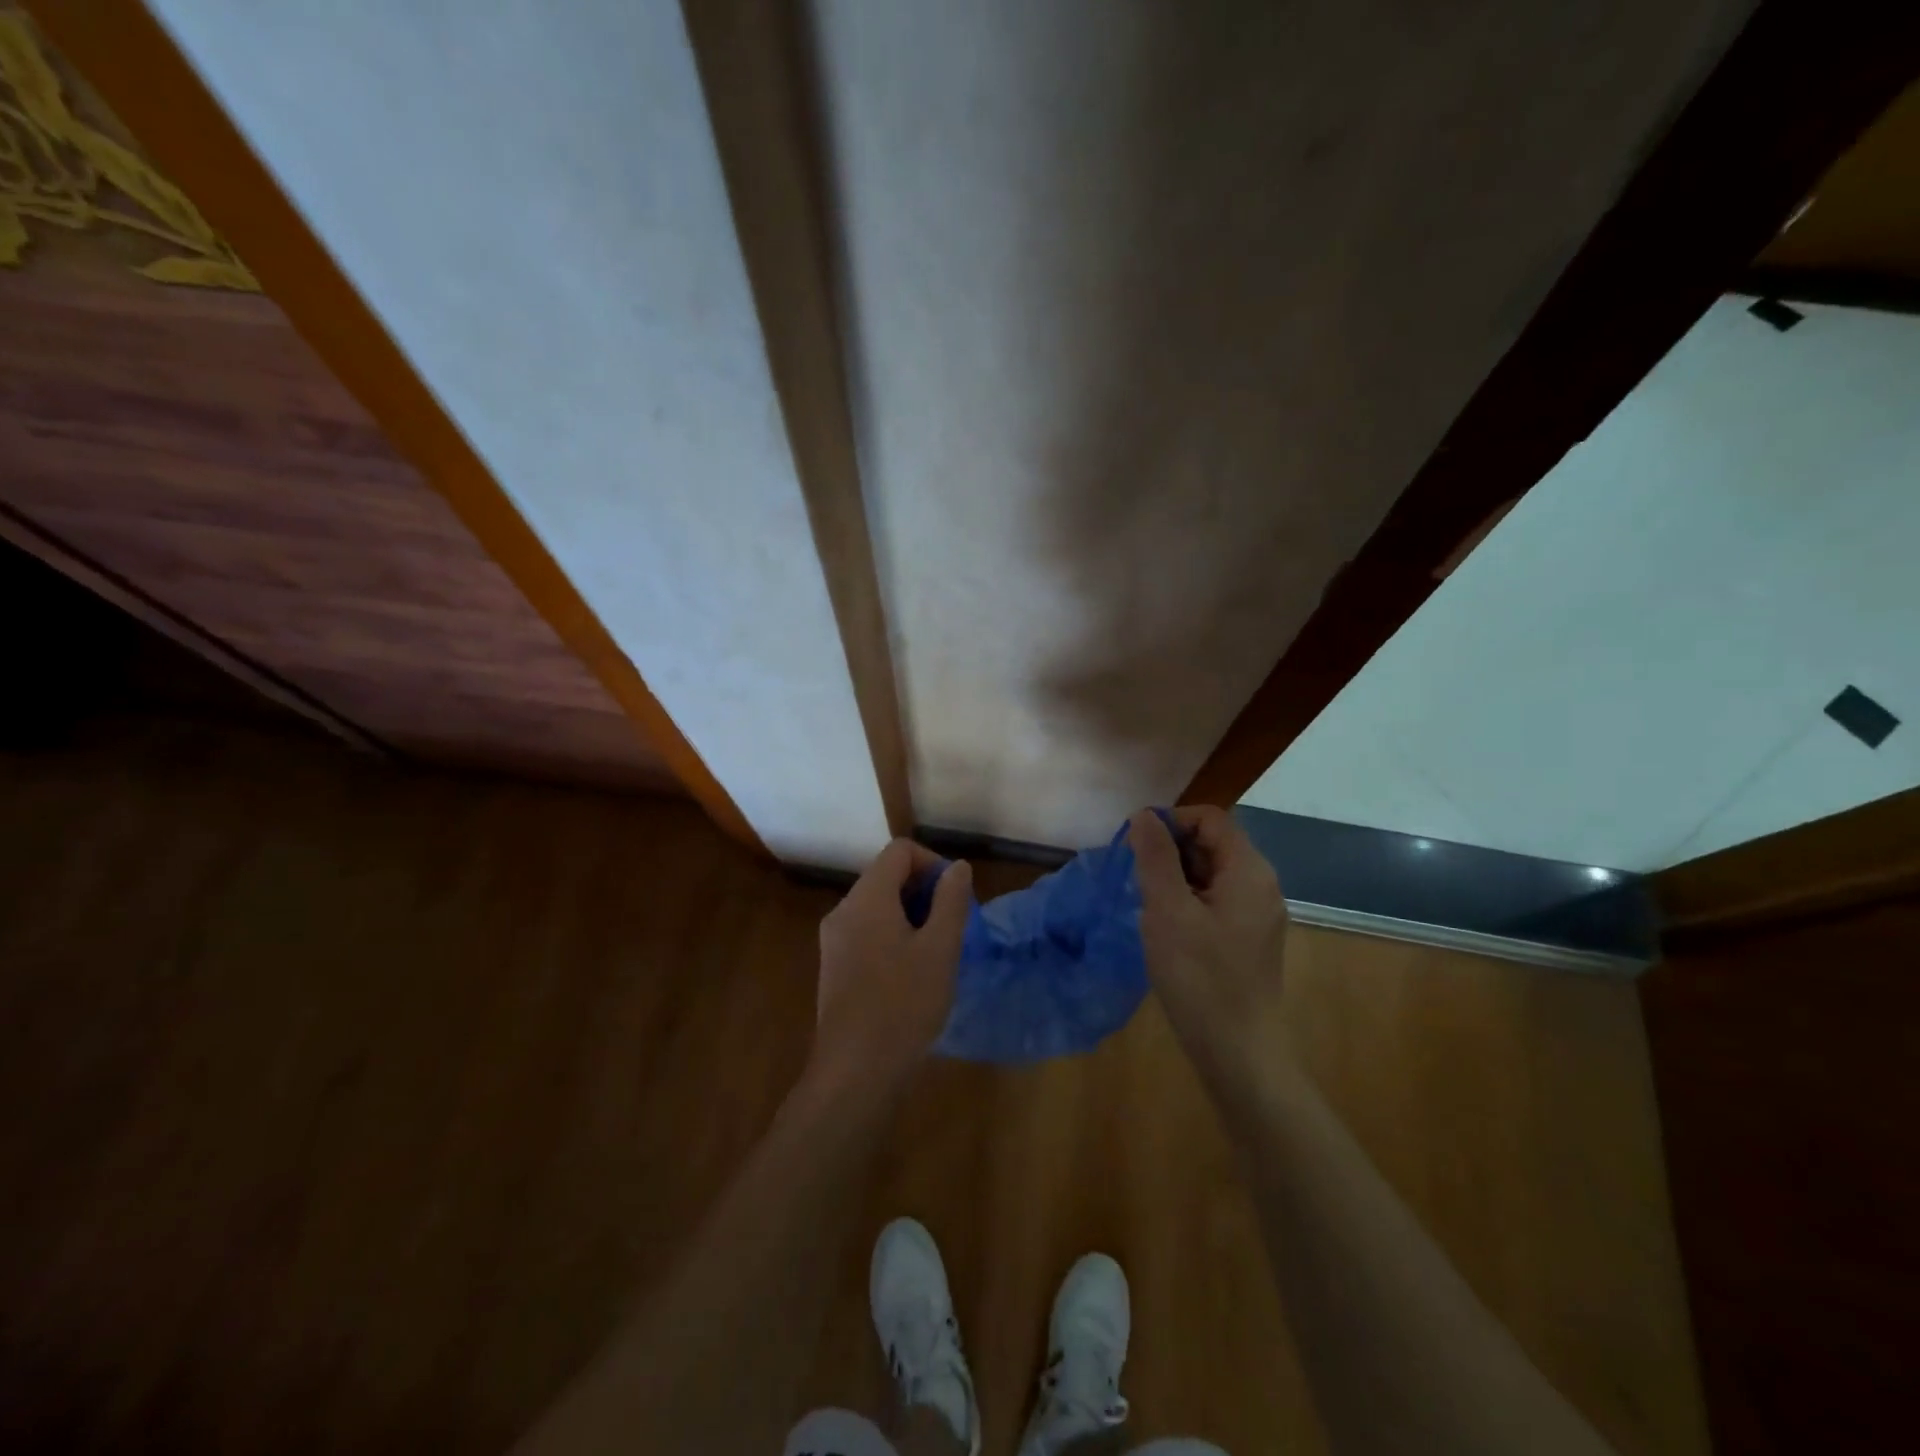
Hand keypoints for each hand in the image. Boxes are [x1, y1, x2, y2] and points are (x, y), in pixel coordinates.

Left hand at [810, 839, 972, 1099]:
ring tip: (938, 951)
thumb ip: (951, 901)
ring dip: (912, 916)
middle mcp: (843, 910)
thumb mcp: (940, 949)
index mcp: (867, 898)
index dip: (933, 863)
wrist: (855, 1071)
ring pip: (878, 906)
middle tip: (953, 927)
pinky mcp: (834, 967)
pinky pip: (867, 932)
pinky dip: (894, 936)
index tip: (955, 897)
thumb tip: (957, 867)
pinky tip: (913, 972)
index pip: (900, 851)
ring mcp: (834, 940)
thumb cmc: (903, 1004)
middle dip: (924, 891)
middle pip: (886, 876)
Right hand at [1129, 807, 1288, 1074]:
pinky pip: (1216, 900)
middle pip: (1213, 843)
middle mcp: (1261, 885)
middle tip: (1137, 880)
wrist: (1238, 1051)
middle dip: (1171, 851)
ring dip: (1176, 877)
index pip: (1210, 818)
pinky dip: (1188, 901)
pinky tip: (1167, 928)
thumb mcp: (1167, 910)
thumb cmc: (1199, 977)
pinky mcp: (1249, 939)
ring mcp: (1258, 914)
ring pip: (1211, 873)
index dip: (1171, 822)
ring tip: (1148, 905)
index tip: (1136, 847)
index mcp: (1249, 871)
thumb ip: (1156, 857)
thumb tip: (1144, 816)